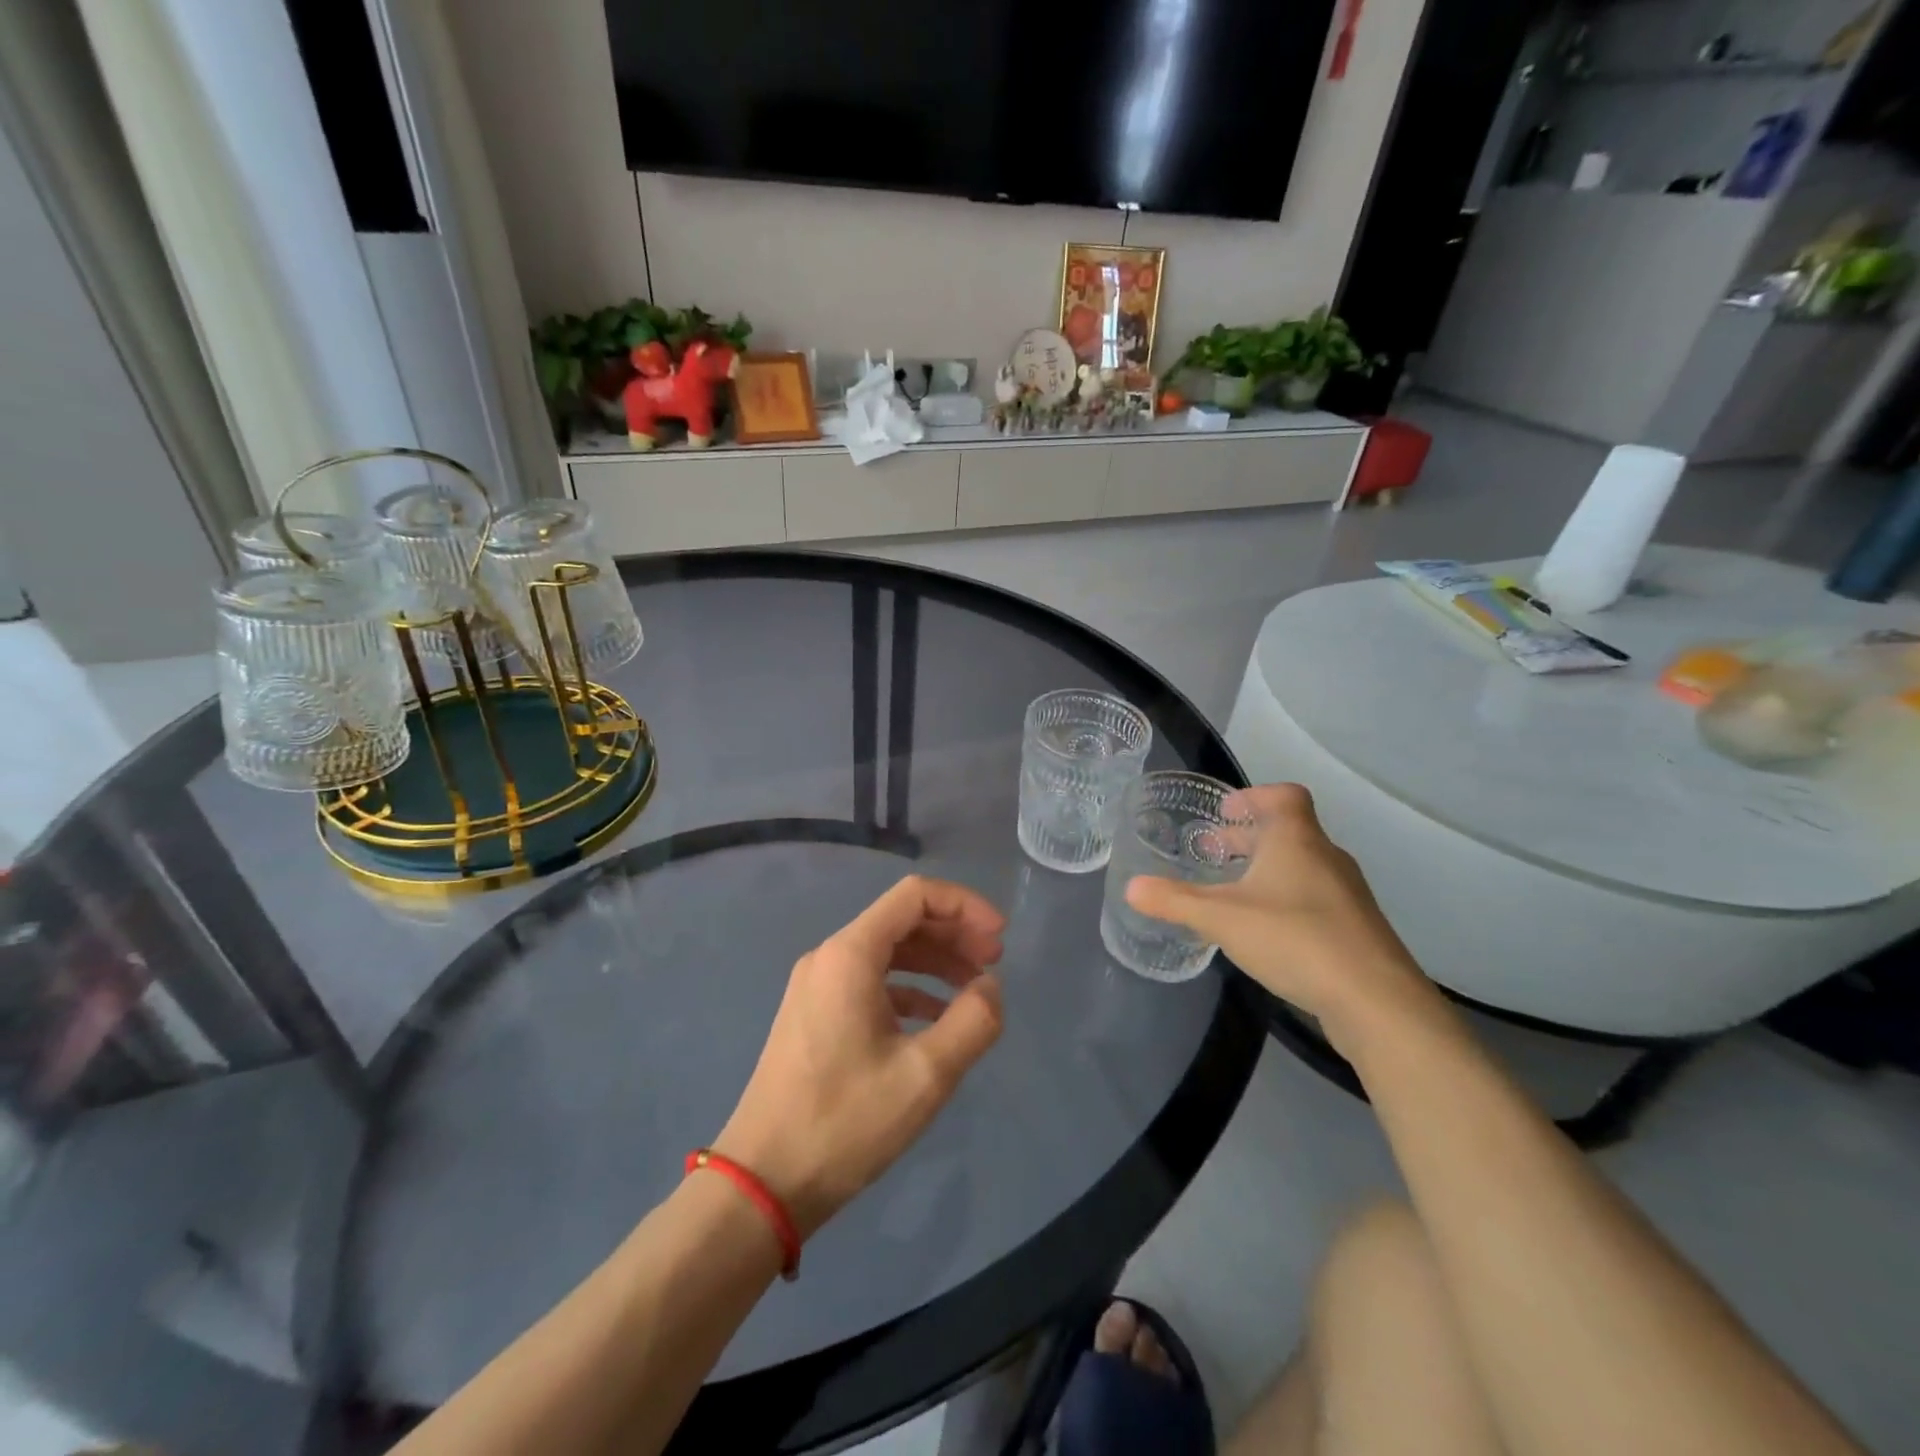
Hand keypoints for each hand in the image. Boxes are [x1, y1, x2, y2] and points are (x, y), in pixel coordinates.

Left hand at [713, 876, 1005, 1239]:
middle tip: (995, 964)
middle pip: (902, 920)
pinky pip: (871, 982)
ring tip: (975, 990)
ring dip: (935, 962)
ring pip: (888, 952)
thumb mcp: (925, 1075)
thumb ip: (973, 1022)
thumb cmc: (844, 1122)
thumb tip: (991, 987)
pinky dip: (910, 989)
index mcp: (850, 954)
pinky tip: (937, 1020)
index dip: (965, 906)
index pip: (915, 895)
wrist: (762, 1183)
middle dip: (954, 934)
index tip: (1000, 938)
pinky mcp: (814, 1015)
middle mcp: (829, 957)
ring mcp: (817, 986)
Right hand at [1125, 784, 1448, 1059]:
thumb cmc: (1294, 938)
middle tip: (1214, 853)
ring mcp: (1347, 895)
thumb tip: (1132, 887)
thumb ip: (1174, 902)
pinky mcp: (1356, 929)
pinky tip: (1266, 931)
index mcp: (1297, 841)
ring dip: (1268, 870)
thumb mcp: (1221, 918)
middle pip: (1289, 832)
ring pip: (1302, 867)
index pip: (1285, 796)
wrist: (1375, 1000)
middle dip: (1249, 838)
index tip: (1226, 811)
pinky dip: (1286, 899)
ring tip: (1234, 892)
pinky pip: (1314, 898)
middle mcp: (1327, 858)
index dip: (1255, 796)